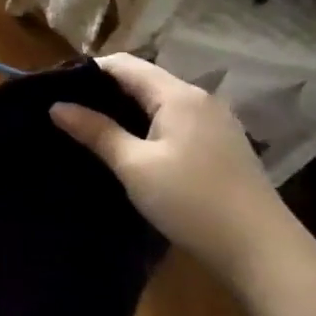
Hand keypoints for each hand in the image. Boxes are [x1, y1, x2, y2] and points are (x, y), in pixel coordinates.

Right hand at [51, 53, 299, 280]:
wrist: (261, 251)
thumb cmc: (191, 201)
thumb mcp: (134, 166)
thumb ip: (96, 132)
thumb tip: (56, 106)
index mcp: (178, 96)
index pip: (124, 65)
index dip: (87, 70)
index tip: (53, 88)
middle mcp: (200, 100)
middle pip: (142, 81)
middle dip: (102, 91)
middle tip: (64, 111)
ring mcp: (215, 123)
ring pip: (158, 103)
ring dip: (123, 110)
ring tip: (87, 129)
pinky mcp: (220, 146)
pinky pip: (173, 122)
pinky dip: (145, 126)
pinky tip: (127, 147)